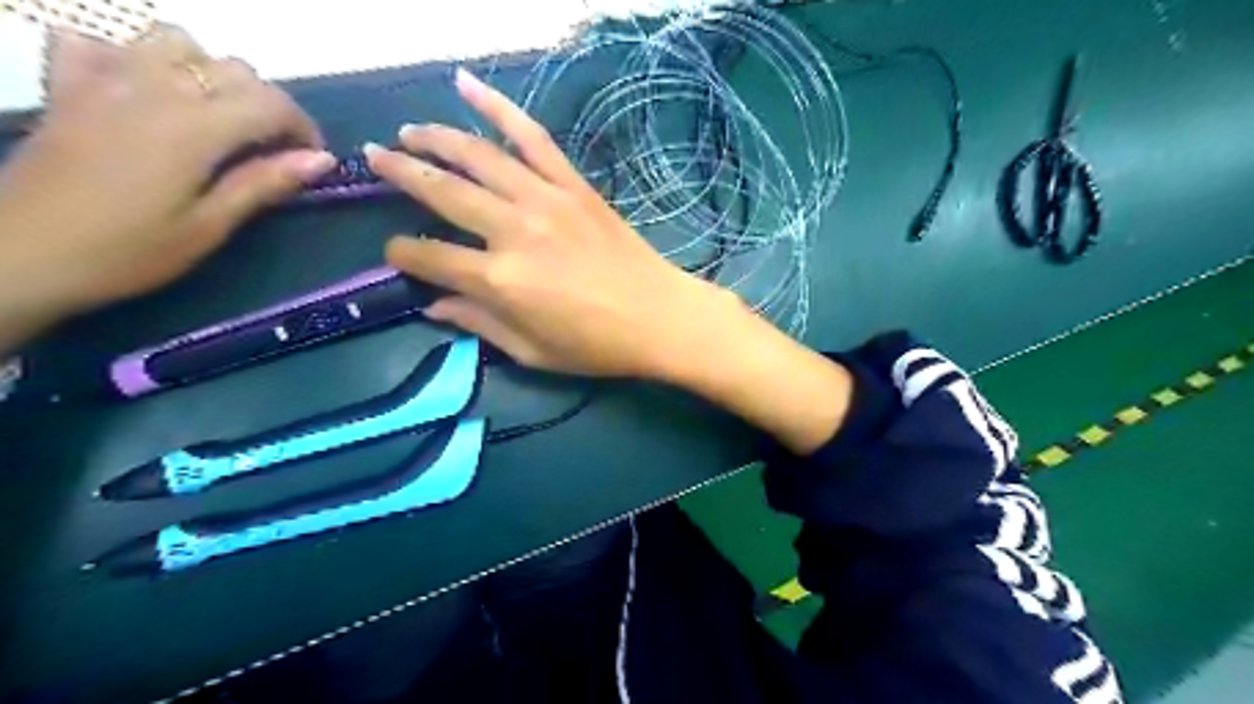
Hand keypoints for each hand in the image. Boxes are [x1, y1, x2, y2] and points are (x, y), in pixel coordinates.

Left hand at [1, 23, 331, 347]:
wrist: (22, 254)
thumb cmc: (129, 251)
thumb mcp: (209, 226)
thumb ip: (264, 183)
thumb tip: (322, 160)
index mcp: (194, 128)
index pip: (271, 103)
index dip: (303, 128)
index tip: (312, 160)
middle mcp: (153, 88)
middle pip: (233, 69)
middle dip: (266, 105)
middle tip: (270, 149)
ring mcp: (104, 79)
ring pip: (174, 42)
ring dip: (207, 72)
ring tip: (214, 115)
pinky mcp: (68, 85)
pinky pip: (101, 43)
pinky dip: (131, 58)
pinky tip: (143, 94)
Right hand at [365, 68, 735, 380]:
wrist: (659, 317)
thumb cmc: (596, 345)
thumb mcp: (532, 352)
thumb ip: (479, 324)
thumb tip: (433, 307)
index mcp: (500, 280)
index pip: (430, 257)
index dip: (403, 254)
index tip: (395, 253)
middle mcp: (515, 231)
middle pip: (444, 191)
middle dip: (401, 172)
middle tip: (374, 159)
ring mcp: (546, 200)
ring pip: (479, 155)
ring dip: (436, 137)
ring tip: (408, 131)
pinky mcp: (574, 186)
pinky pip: (532, 138)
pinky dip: (499, 108)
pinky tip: (467, 86)